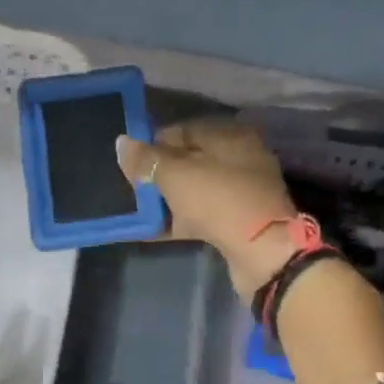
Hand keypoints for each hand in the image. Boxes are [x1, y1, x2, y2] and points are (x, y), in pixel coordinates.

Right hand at [116, 119, 299, 297]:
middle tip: (131, 188)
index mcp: (229, 136)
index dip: (152, 143)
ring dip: (166, 200)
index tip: (128, 161)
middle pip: (188, 161)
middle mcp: (238, 159)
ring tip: (136, 210)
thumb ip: (146, 159)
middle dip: (158, 174)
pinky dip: (177, 221)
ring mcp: (239, 193)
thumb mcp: (175, 175)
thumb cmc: (218, 200)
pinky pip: (199, 216)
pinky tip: (150, 230)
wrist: (262, 252)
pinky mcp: (236, 223)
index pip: (182, 130)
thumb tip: (121, 143)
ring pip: (193, 191)